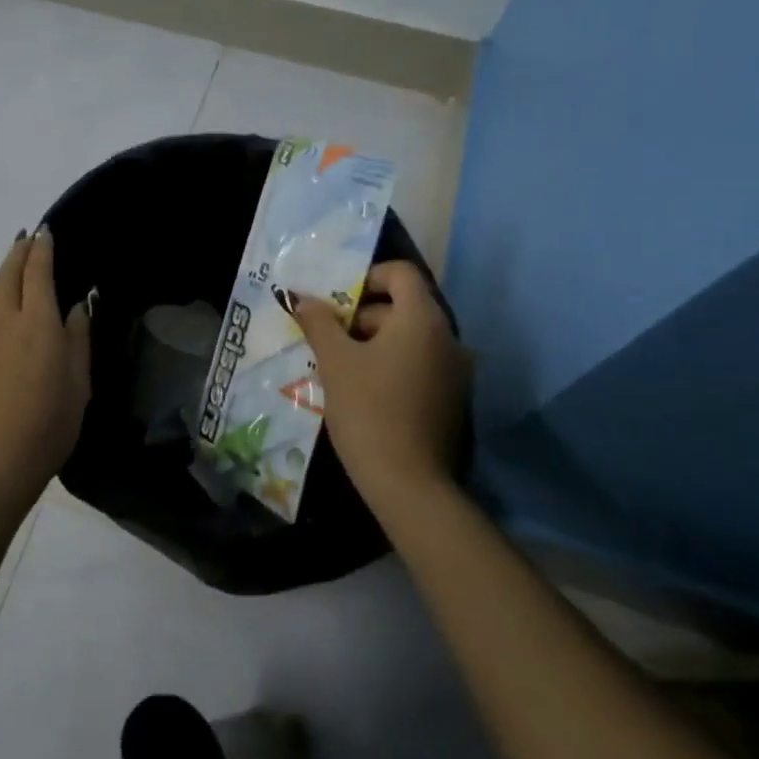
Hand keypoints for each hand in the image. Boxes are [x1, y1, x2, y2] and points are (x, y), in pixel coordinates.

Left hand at [0, 227, 92, 506]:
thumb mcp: (79, 383)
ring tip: (14, 265)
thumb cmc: (49, 425)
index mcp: (37, 324)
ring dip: (4, 273)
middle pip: (8, 276)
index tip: (44, 230)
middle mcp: (6, 323)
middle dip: (17, 252)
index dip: (41, 249)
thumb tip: (76, 305)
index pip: (37, 273)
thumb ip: (77, 339)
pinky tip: (6, 310)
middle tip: (26, 237)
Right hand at [288, 261, 472, 510]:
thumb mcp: (335, 362)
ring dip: (376, 342)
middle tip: (330, 338)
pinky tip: (365, 391)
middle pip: (404, 306)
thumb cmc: (368, 409)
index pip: (401, 273)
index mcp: (422, 320)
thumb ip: (319, 322)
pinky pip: (421, 364)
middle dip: (363, 315)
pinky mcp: (454, 399)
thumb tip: (302, 298)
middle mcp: (448, 337)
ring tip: (341, 367)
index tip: (338, 302)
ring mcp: (456, 370)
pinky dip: (393, 365)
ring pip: (411, 338)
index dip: (367, 277)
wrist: (409, 484)